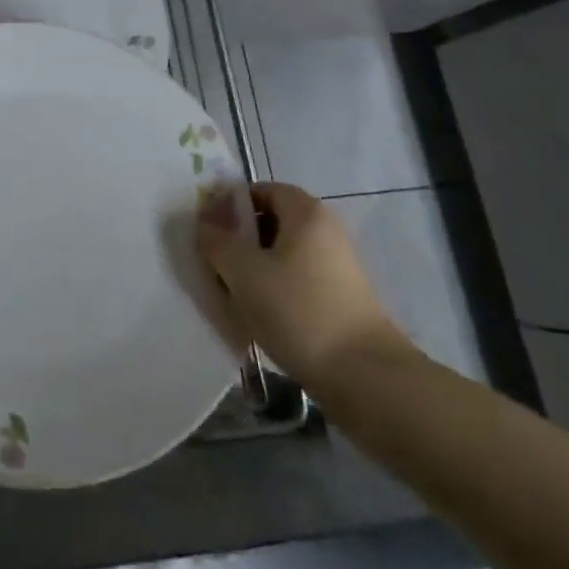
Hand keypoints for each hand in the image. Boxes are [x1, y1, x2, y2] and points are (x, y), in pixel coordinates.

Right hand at [196, 182, 409, 386]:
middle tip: (212, 260)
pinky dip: (273, 290)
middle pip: (271, 222)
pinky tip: (256, 314)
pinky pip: (295, 281)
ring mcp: (336, 267)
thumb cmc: (298, 310)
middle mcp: (325, 232)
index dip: (231, 204)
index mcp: (306, 213)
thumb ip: (216, 240)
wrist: (365, 378)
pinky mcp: (339, 300)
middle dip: (239, 238)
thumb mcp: (243, 272)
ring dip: (253, 267)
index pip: (262, 190)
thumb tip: (204, 221)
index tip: (207, 227)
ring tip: (229, 291)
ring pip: (281, 255)